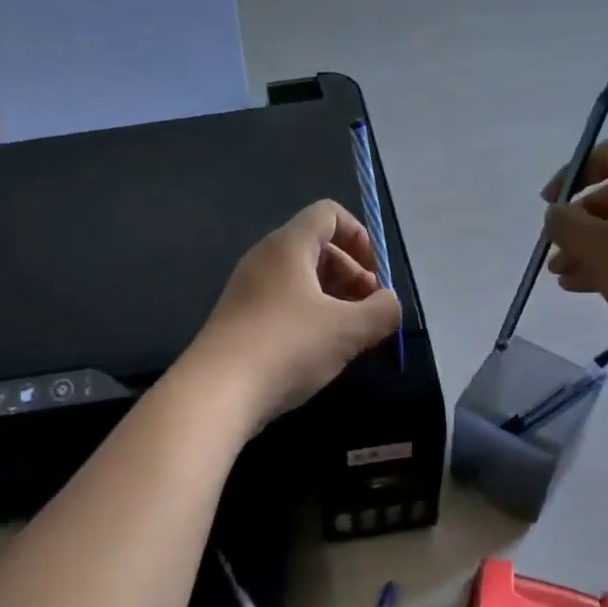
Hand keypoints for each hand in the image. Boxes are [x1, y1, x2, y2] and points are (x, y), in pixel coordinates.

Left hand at [183, 200, 402, 426]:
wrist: (216, 392)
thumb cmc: (287, 347)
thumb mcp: (347, 330)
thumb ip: (382, 311)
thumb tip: (390, 304)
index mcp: (288, 246)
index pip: (329, 214)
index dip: (360, 237)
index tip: (376, 277)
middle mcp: (264, 259)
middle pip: (317, 247)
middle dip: (352, 274)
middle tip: (369, 312)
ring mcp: (247, 289)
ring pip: (301, 279)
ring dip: (333, 300)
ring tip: (350, 336)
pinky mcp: (239, 319)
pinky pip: (283, 303)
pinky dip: (309, 317)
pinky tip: (319, 352)